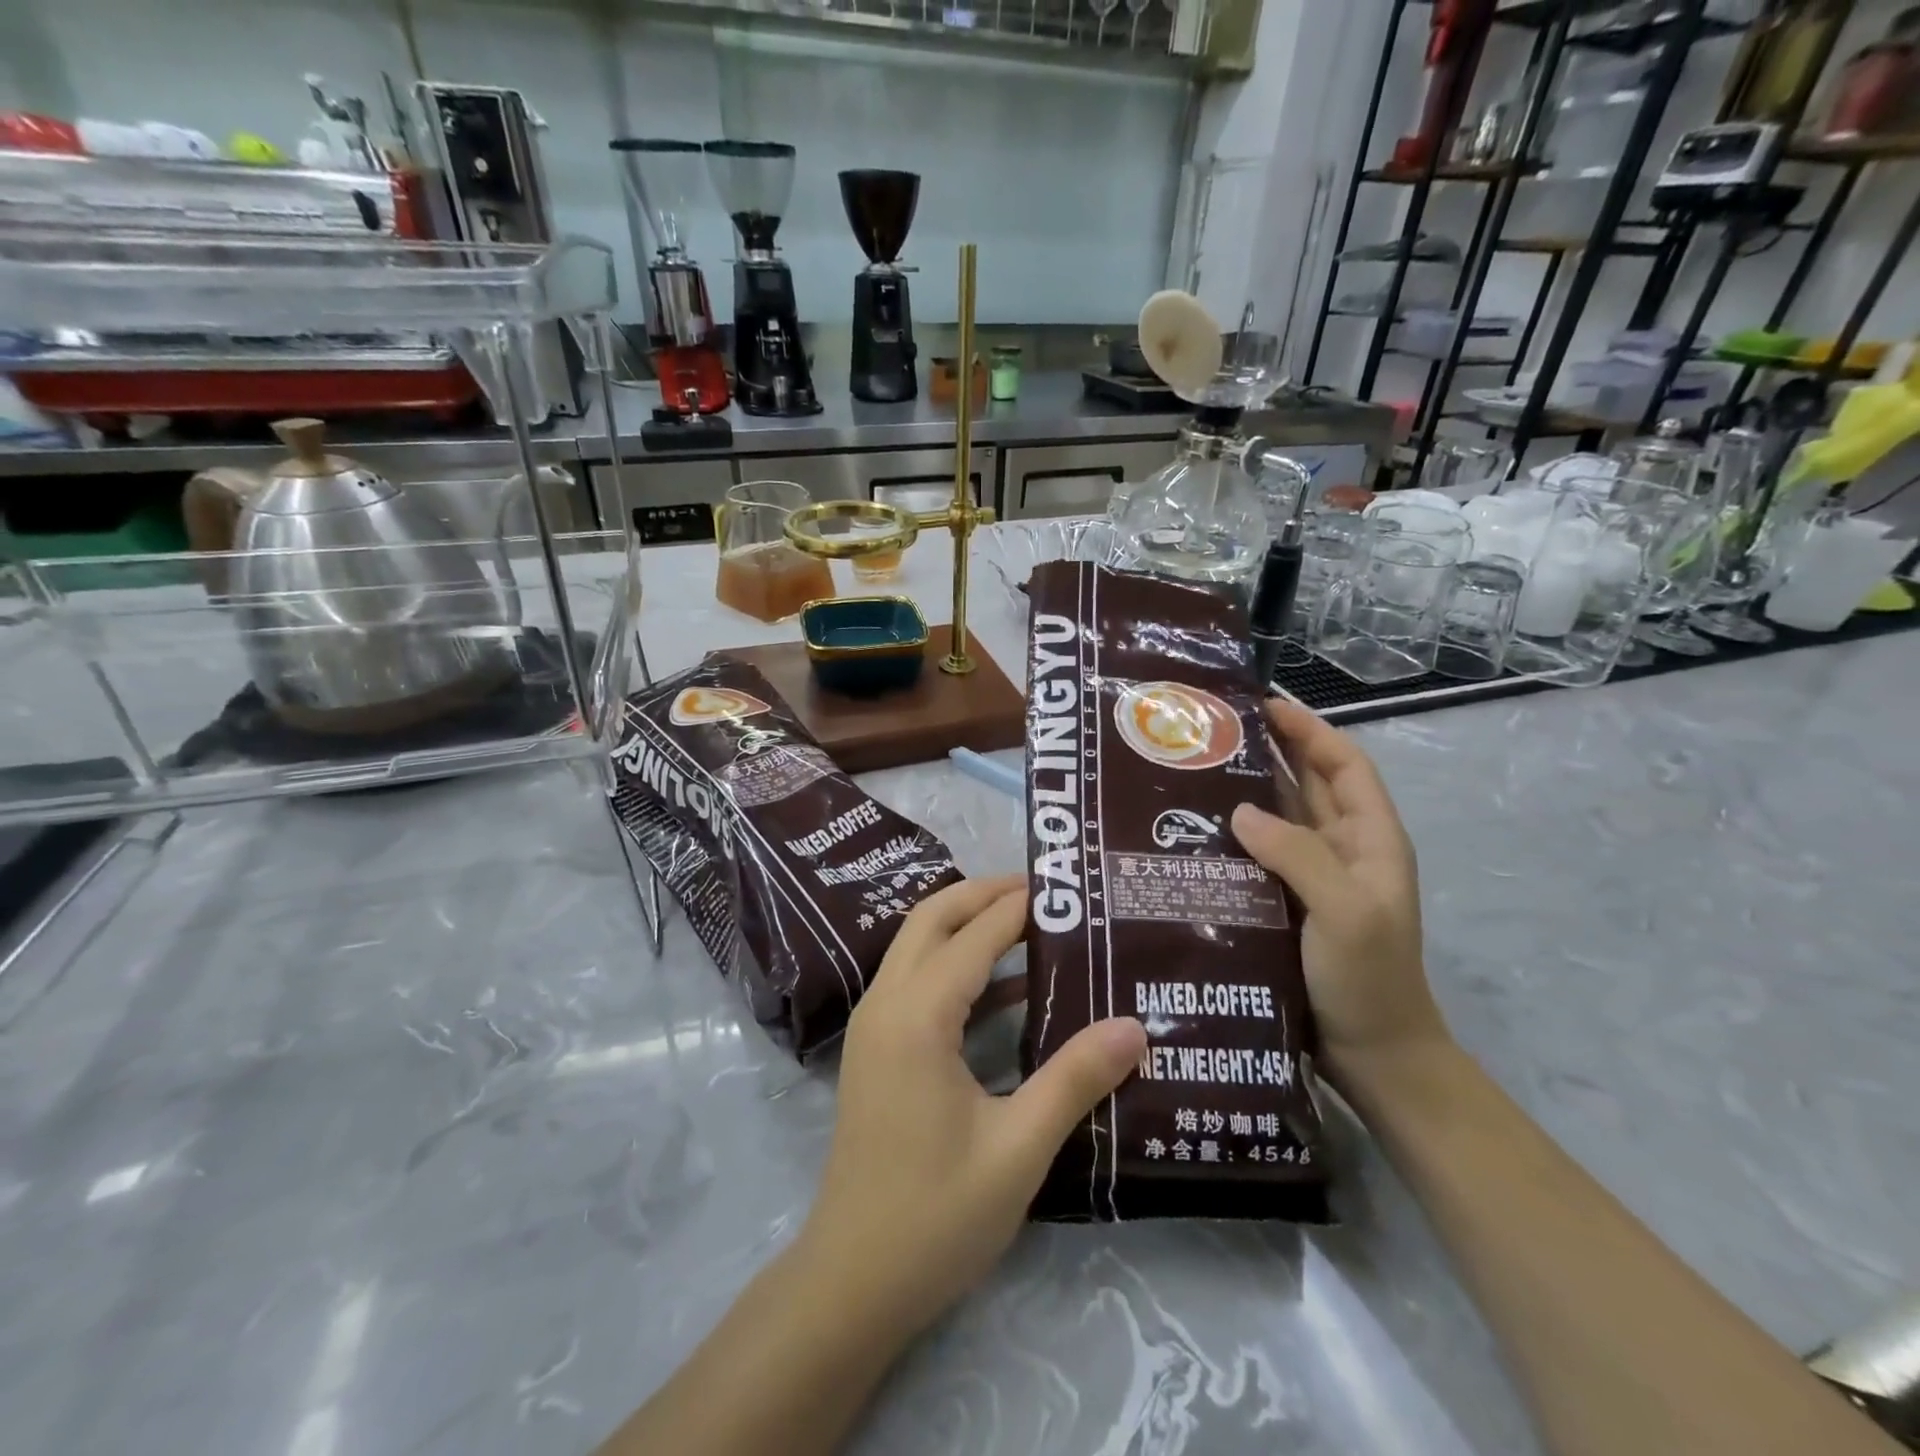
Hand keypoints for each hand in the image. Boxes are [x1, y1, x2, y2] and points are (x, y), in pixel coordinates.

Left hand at [802, 875, 1146, 1339]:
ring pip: (918, 944)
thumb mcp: (1018, 1149)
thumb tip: (1134, 1025)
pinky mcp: (876, 1048)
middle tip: (1046, 890)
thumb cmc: (936, 1216)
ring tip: (1032, 921)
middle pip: (932, 918)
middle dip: (984, 893)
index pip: (974, 935)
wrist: (852, 1281)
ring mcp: (874, 1024)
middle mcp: (886, 1003)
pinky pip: (915, 979)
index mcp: (917, 1016)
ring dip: (967, 922)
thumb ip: (1074, 1079)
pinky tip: (1007, 986)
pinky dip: (955, 963)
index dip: (1020, 905)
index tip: (1068, 884)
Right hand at [1230, 699, 1447, 1081]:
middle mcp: (1341, 849)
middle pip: (1306, 785)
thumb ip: (1298, 854)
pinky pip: (1257, 856)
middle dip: (1269, 752)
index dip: (1310, 730)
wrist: (1372, 1052)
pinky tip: (1193, 834)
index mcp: (1370, 839)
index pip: (1344, 765)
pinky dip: (1231, 837)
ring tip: (1192, 772)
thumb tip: (1239, 811)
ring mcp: (1312, 877)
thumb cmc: (1369, 976)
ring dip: (1245, 793)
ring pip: (1277, 819)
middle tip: (1212, 734)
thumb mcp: (1345, 910)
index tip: (1264, 705)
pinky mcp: (1284, 902)